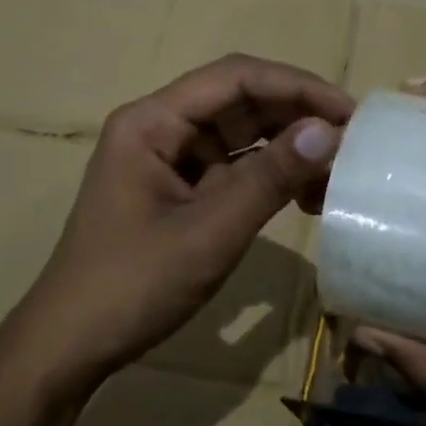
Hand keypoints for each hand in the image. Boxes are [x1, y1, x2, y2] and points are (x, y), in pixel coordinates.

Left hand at [3, 55, 350, 398]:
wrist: (71, 347)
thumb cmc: (133, 285)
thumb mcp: (210, 232)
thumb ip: (270, 177)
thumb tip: (329, 132)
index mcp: (153, 121)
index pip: (236, 78)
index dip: (296, 87)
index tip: (348, 111)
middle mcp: (162, 127)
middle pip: (241, 100)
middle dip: (297, 115)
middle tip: (353, 139)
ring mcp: (172, 158)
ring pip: (243, 133)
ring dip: (289, 146)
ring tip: (337, 169)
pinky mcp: (183, 188)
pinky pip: (236, 166)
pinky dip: (272, 175)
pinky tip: (307, 195)